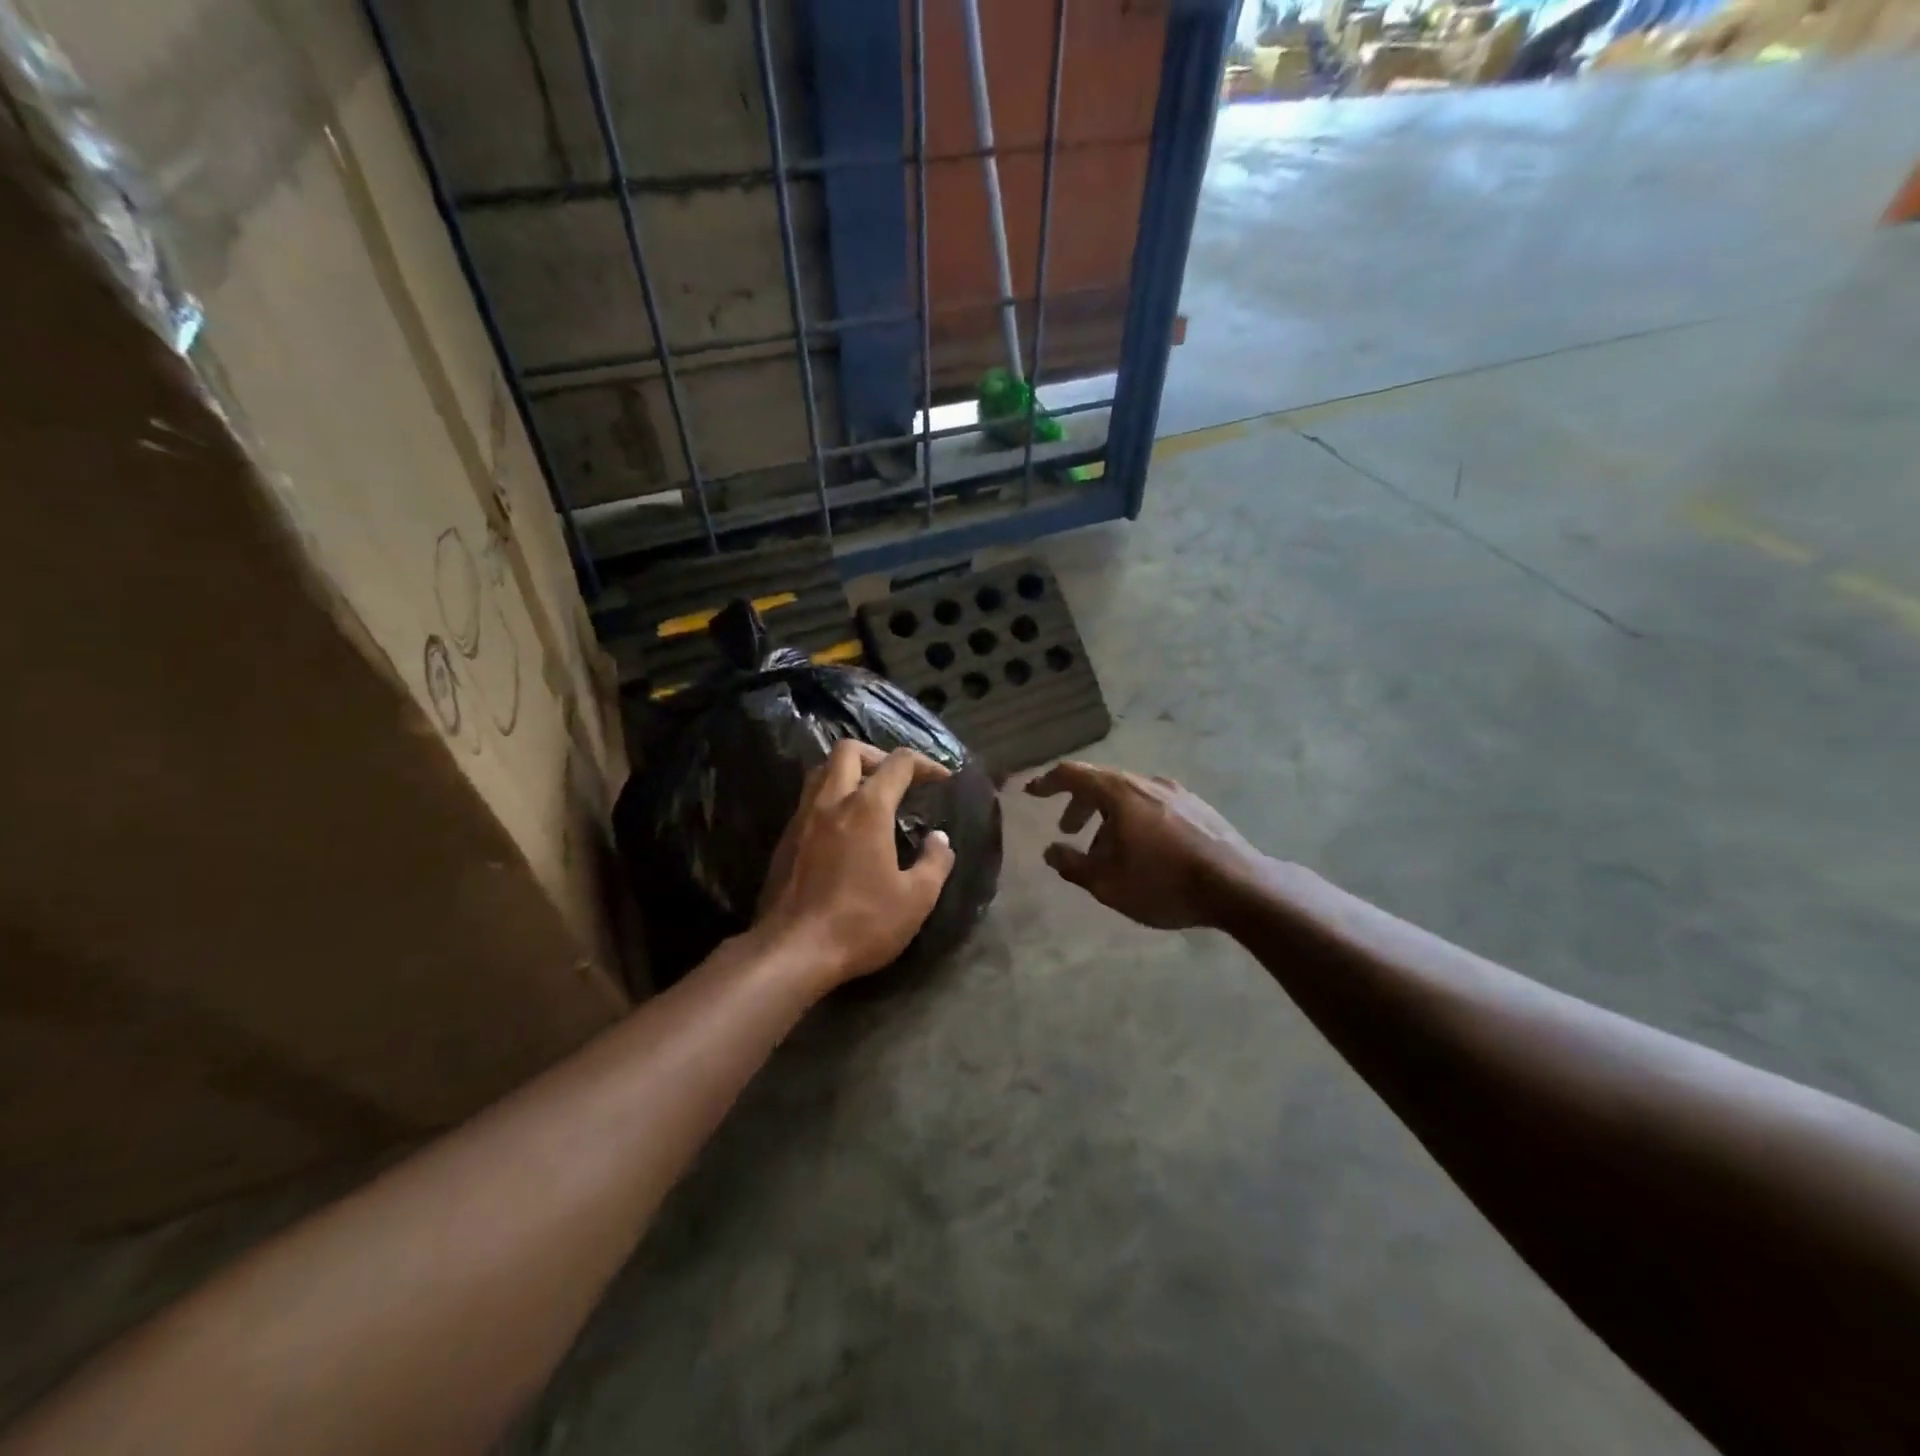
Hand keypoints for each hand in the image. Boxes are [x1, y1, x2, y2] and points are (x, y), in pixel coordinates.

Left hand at [754, 738, 956, 991]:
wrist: (792, 951)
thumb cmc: (861, 923)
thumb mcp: (916, 899)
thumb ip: (935, 862)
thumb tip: (939, 839)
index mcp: (867, 808)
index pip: (899, 763)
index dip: (925, 764)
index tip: (942, 779)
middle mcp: (830, 802)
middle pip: (849, 750)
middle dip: (878, 755)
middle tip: (897, 779)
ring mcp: (802, 819)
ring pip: (821, 771)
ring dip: (848, 772)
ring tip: (869, 797)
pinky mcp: (785, 840)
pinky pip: (808, 800)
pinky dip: (830, 798)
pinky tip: (842, 828)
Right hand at [1025, 761, 1261, 929]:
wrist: (1240, 886)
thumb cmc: (1164, 882)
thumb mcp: (1107, 883)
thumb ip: (1072, 865)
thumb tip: (1051, 851)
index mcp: (1119, 792)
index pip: (1073, 774)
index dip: (1047, 781)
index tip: (1031, 793)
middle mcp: (1146, 782)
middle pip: (1102, 782)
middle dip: (1079, 804)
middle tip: (1067, 830)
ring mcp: (1177, 792)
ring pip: (1129, 795)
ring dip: (1108, 816)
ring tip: (1107, 851)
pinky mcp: (1198, 807)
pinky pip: (1153, 804)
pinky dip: (1134, 818)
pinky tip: (1144, 850)